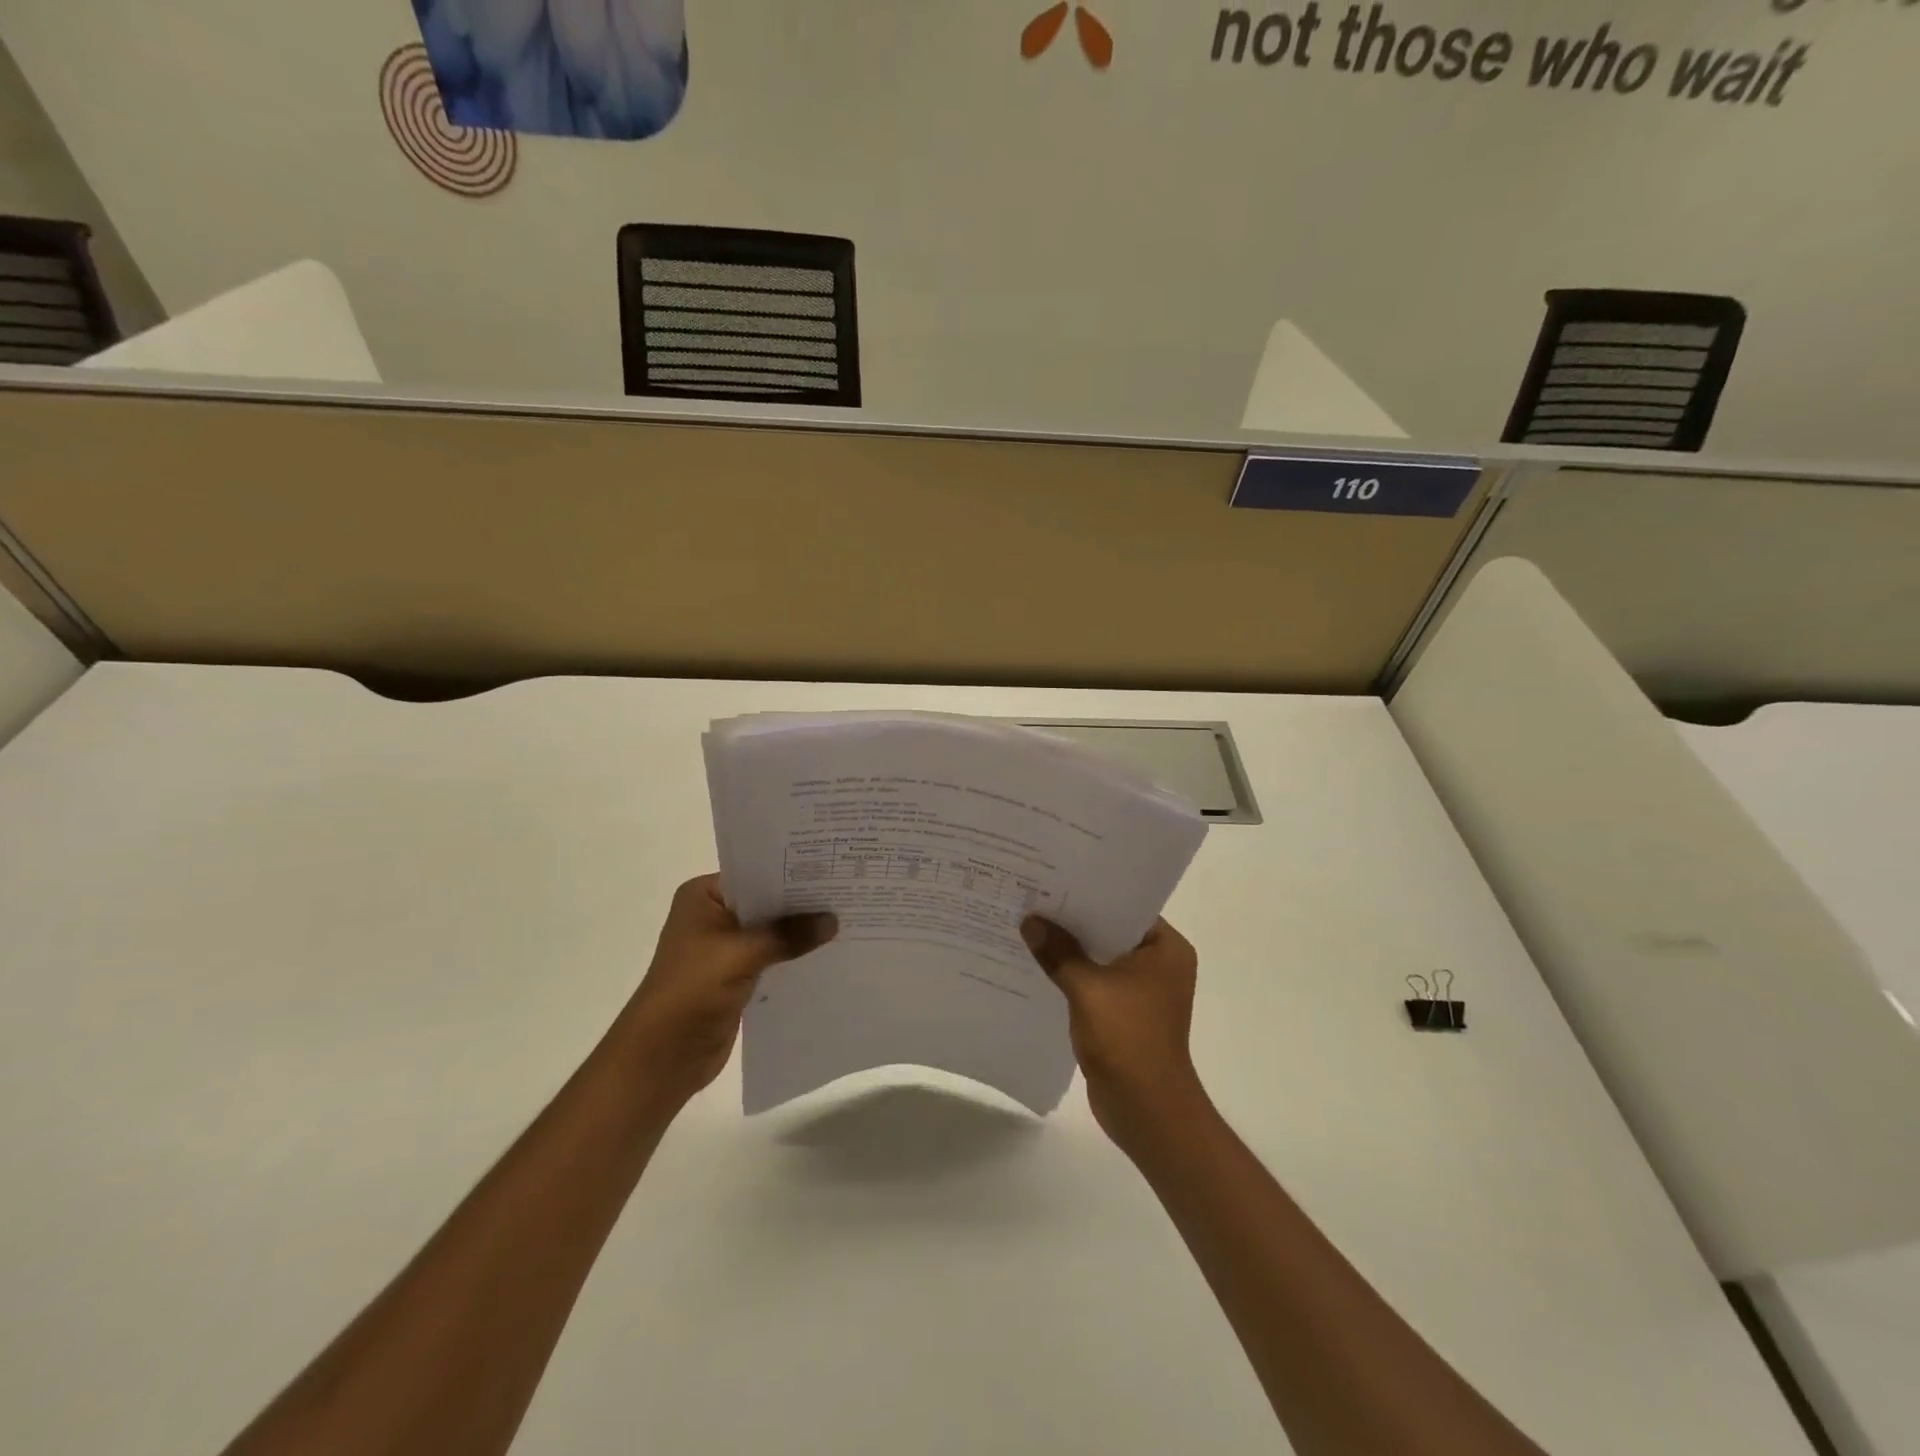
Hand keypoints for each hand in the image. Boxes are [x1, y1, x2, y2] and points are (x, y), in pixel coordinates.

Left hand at [620, 875, 836, 1103]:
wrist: (663, 1057)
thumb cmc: (691, 991)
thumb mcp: (741, 954)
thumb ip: (788, 935)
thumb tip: (833, 920)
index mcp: (704, 897)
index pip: (755, 873)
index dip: (792, 872)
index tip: (832, 867)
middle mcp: (714, 916)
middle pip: (767, 902)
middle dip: (802, 903)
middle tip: (848, 891)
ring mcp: (725, 948)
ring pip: (772, 932)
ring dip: (801, 932)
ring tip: (848, 919)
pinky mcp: (737, 977)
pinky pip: (774, 958)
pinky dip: (795, 957)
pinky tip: (830, 953)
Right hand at [1021, 916, 1206, 1148]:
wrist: (1145, 1110)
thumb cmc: (1127, 1039)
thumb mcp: (1088, 988)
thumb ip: (1059, 952)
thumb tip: (1029, 921)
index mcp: (1166, 948)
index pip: (1126, 906)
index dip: (1091, 893)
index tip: (1055, 878)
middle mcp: (1159, 964)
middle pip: (1110, 930)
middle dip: (1074, 920)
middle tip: (1035, 897)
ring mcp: (1143, 991)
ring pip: (1100, 957)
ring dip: (1070, 949)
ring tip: (1029, 925)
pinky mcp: (1125, 1013)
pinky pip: (1095, 982)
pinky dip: (1072, 975)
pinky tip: (1038, 965)